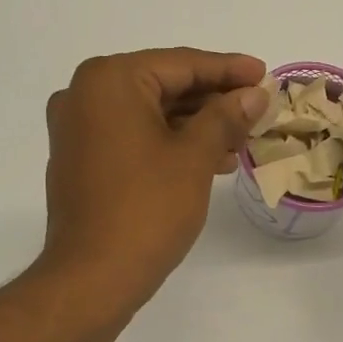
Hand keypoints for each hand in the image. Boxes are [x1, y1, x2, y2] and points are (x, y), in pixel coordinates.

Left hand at [39, 48, 268, 304]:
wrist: (94, 276)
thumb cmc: (147, 209)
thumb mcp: (194, 157)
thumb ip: (225, 116)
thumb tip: (253, 93)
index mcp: (109, 81)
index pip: (180, 64)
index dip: (228, 69)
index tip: (264, 74)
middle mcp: (85, 95)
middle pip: (163, 86)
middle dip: (213, 100)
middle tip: (258, 108)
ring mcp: (78, 130)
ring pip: (150, 114)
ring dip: (196, 125)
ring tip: (241, 140)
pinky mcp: (82, 160)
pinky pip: (134, 137)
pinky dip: (170, 143)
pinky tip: (209, 159)